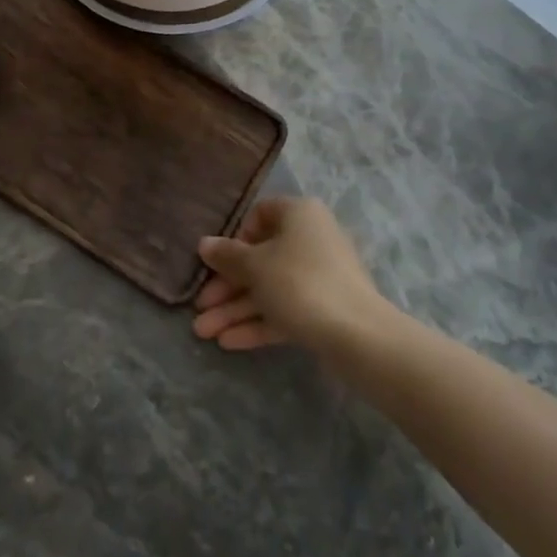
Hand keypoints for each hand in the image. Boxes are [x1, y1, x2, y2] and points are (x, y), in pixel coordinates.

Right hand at [192, 197, 392, 354]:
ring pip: (269, 288)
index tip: (217, 261)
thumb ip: (226, 255)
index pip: (260, 215)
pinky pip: (285, 310)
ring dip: (235, 309)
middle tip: (199, 308)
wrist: (357, 335)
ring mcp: (319, 276)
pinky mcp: (324, 309)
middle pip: (260, 258)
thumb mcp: (255, 266)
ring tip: (203, 333)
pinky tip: (228, 342)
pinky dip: (258, 323)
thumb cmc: (299, 282)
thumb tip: (204, 244)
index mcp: (299, 215)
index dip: (235, 237)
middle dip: (226, 287)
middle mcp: (311, 239)